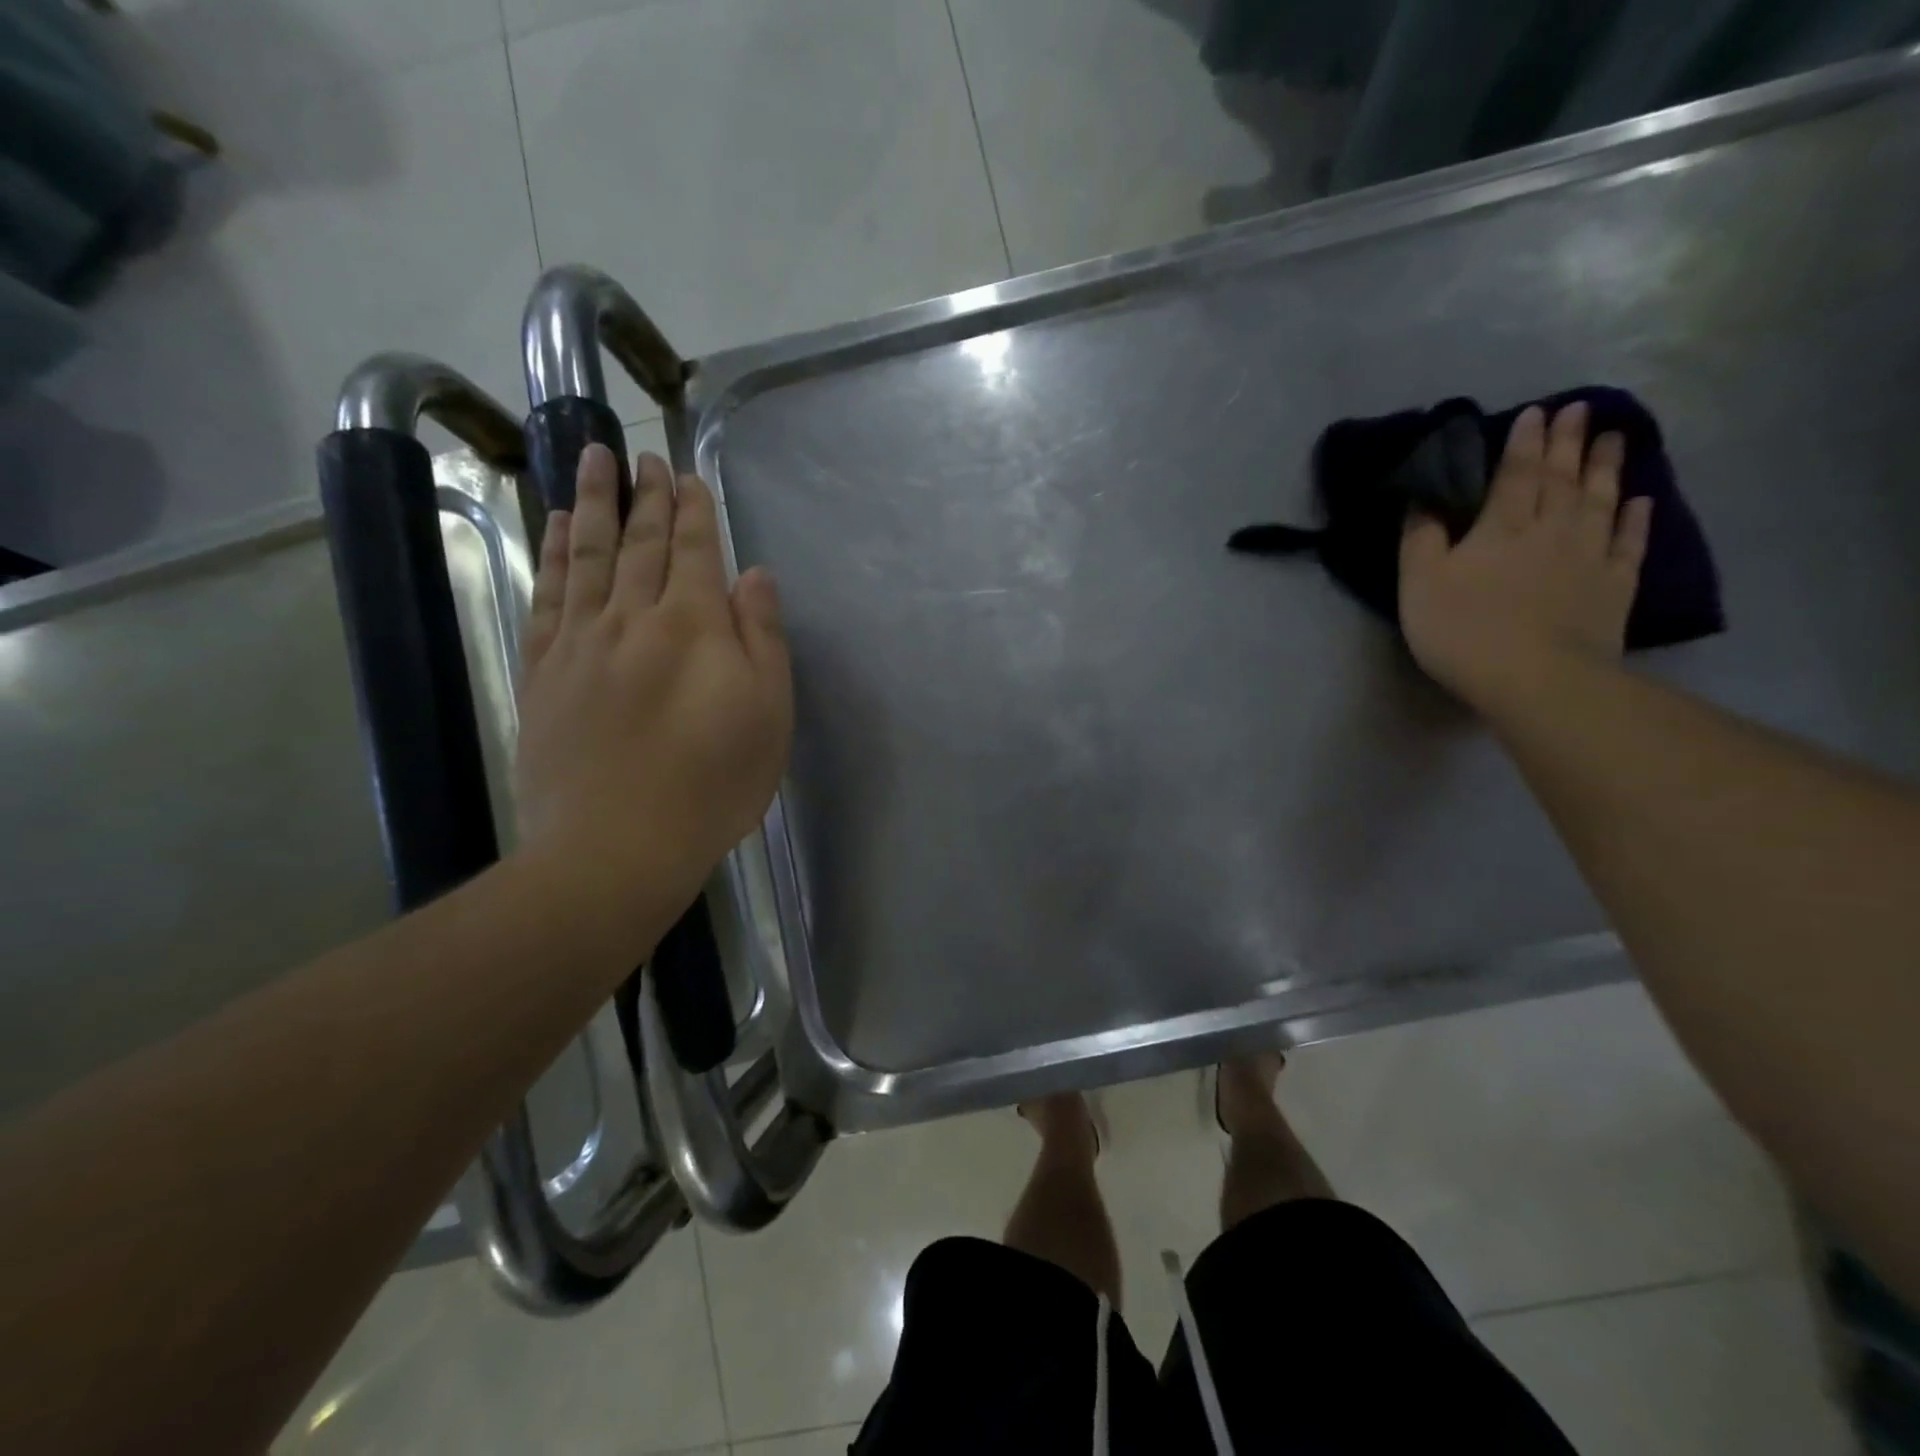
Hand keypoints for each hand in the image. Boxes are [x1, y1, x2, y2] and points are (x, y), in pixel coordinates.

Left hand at [514, 445, 792, 931]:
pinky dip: (554, 555)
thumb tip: (754, 576)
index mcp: (694, 626)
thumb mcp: (768, 714)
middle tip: (643, 454)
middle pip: (640, 543)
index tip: (687, 475)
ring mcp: (582, 641)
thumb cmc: (712, 784)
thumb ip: (763, 638)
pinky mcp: (544, 670)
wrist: (617, 844)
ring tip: (594, 460)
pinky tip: (555, 527)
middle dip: (646, 496)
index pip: (694, 551)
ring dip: (593, 504)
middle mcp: (634, 618)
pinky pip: (549, 596)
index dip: (692, 511)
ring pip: (588, 555)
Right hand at [1398, 402, 1651, 712]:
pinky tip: (1640, 500)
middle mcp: (1552, 529)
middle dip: (1567, 442)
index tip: (1535, 413)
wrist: (1536, 678)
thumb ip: (1420, 539)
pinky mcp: (1614, 585)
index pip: (1515, 474)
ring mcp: (1590, 555)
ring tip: (1613, 437)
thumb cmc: (1464, 630)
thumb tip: (1423, 501)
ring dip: (1606, 467)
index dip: (1523, 443)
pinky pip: (1628, 543)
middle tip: (1579, 409)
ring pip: (1601, 500)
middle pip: (1562, 478)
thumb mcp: (1420, 585)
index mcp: (1501, 527)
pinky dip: (1636, 518)